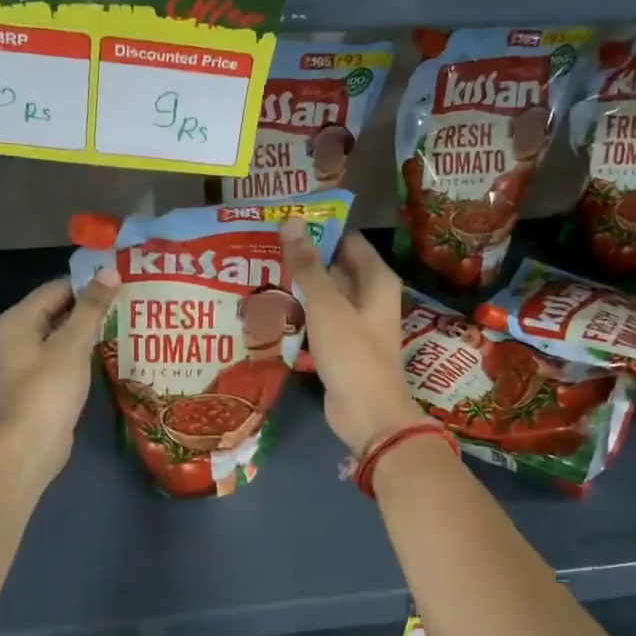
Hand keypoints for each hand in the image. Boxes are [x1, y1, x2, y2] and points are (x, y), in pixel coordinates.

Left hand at [0, 269, 120, 481]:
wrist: (32, 443)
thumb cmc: (49, 388)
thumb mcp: (73, 343)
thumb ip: (92, 306)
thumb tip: (111, 271)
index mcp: (19, 318)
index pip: (59, 287)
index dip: (89, 283)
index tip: (123, 281)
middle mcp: (20, 333)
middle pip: (60, 307)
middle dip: (93, 304)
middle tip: (131, 298)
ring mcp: (30, 357)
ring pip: (65, 331)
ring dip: (92, 326)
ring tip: (128, 318)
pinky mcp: (43, 378)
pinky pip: (67, 352)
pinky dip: (86, 348)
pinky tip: (112, 347)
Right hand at [281, 219, 426, 452]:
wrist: (368, 414)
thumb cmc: (352, 353)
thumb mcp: (326, 305)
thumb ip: (307, 265)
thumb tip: (291, 221)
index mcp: (376, 279)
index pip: (346, 241)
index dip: (318, 230)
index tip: (283, 225)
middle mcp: (370, 296)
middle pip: (335, 267)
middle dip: (303, 259)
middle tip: (263, 250)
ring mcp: (357, 323)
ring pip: (325, 296)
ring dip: (298, 289)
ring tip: (259, 276)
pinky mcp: (342, 346)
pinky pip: (320, 321)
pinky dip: (301, 315)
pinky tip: (271, 312)